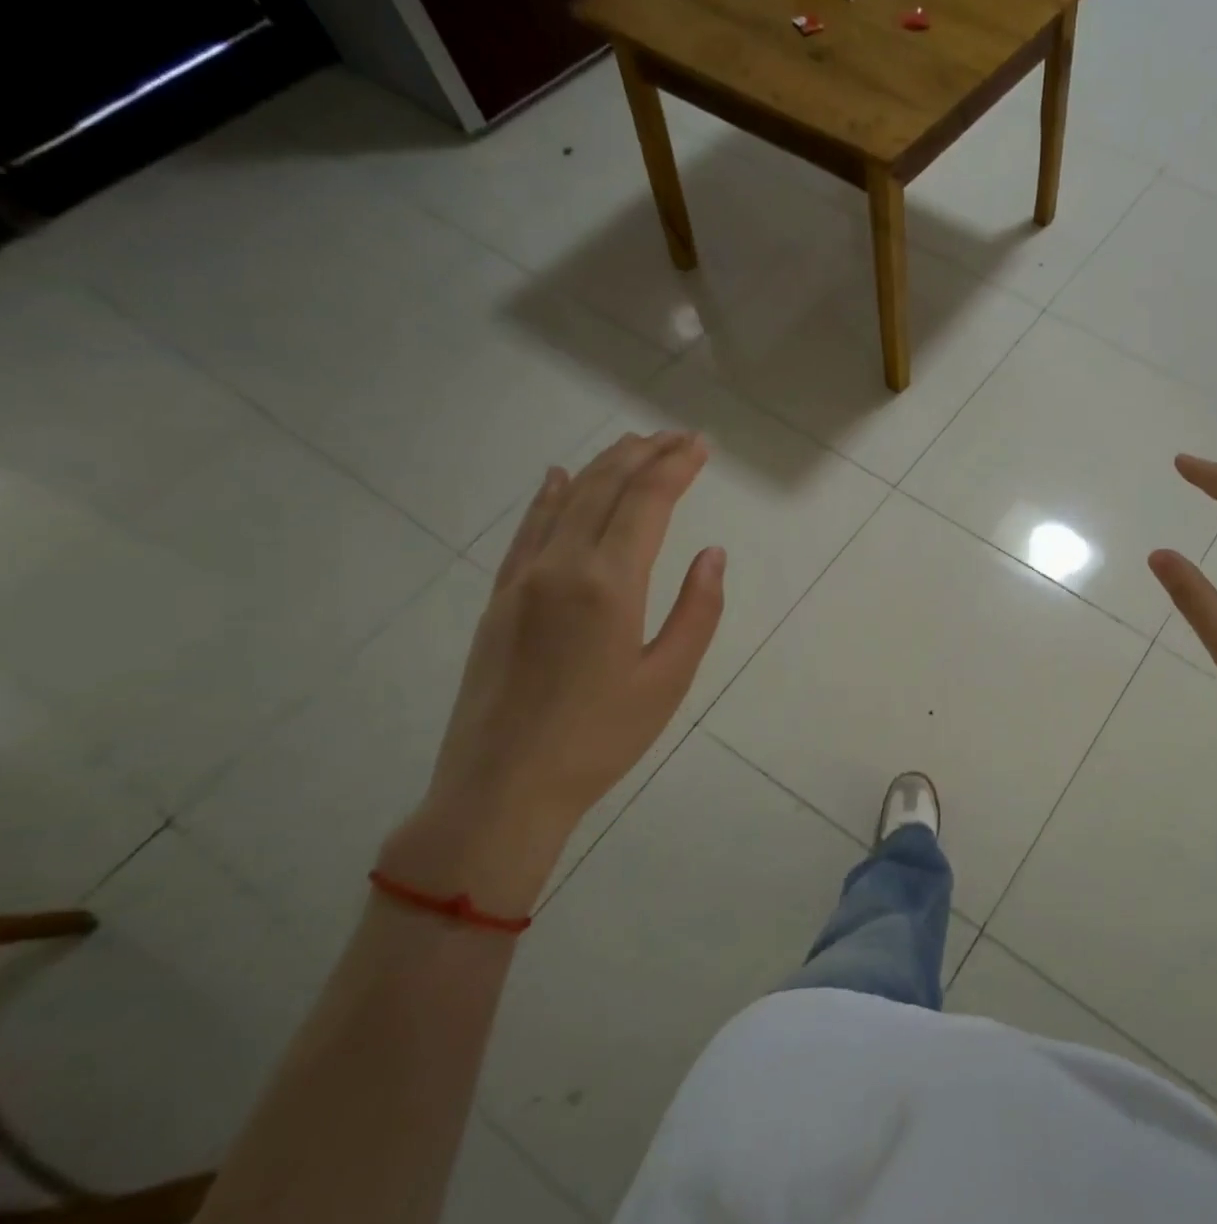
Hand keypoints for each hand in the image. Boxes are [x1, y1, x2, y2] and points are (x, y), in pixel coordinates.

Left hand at [380, 433, 724, 914]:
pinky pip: (527, 530)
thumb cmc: (601, 739)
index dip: (676, 466)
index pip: (647, 502)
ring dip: (602, 466)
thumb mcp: (669, 680)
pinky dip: (548, 497)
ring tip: (632, 444)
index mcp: (609, 584)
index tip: (701, 445)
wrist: (502, 787)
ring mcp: (522, 579)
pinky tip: (558, 478)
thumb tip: (711, 554)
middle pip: (605, 488)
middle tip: (676, 437)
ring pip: (565, 501)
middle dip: (644, 455)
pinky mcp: (498, 598)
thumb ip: (697, 611)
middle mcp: (562, 566)